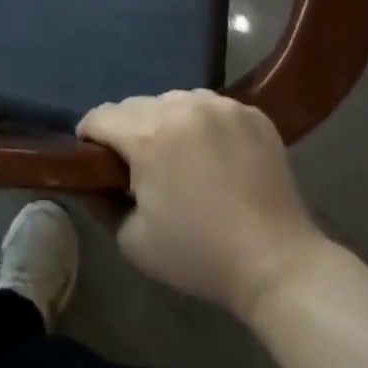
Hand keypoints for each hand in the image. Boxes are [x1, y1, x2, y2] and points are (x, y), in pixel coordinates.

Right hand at [78, 91, 327, 317]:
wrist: (279, 265)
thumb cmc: (200, 256)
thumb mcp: (134, 242)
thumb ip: (101, 204)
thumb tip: (87, 184)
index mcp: (147, 135)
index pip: (100, 116)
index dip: (90, 138)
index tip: (96, 161)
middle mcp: (180, 107)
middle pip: (135, 105)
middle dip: (129, 131)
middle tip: (140, 166)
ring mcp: (219, 106)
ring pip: (173, 101)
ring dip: (167, 122)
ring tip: (181, 158)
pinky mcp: (250, 113)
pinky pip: (210, 107)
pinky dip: (204, 125)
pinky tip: (215, 155)